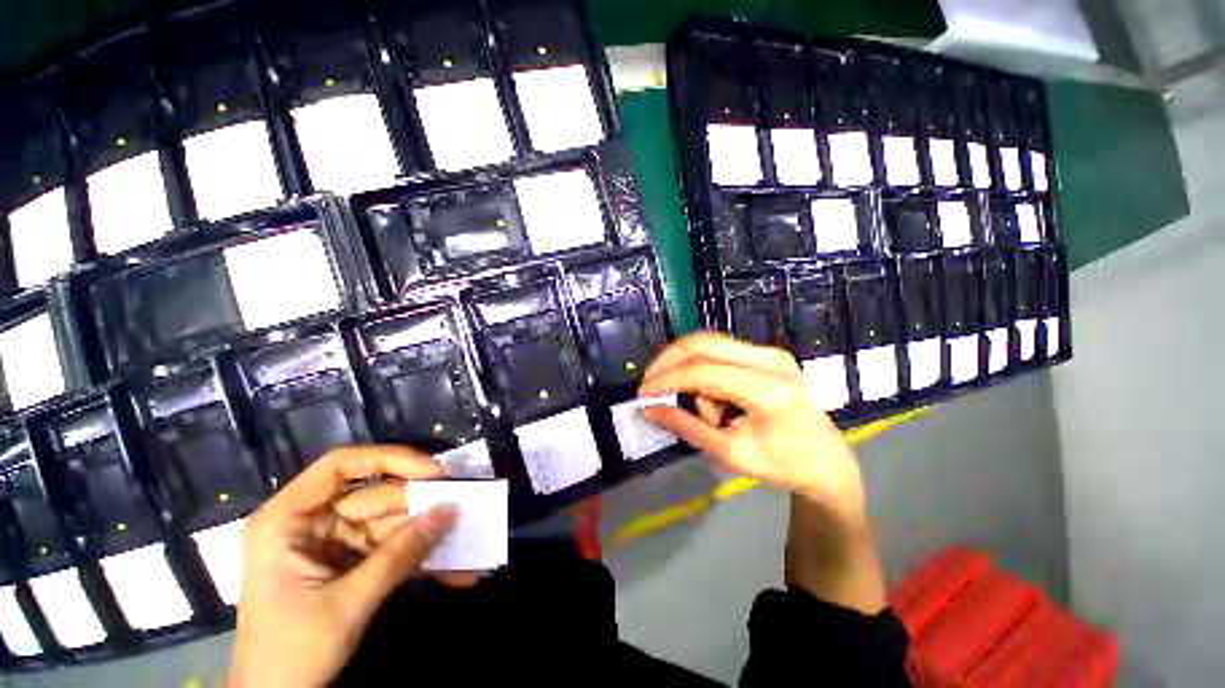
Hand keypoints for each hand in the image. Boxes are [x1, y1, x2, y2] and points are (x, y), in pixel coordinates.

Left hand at [230, 446, 458, 687]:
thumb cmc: (291, 653)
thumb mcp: (347, 604)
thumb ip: (399, 555)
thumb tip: (450, 510)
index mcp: (287, 520)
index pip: (340, 466)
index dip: (390, 460)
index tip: (434, 471)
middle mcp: (312, 522)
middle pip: (377, 496)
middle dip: (422, 505)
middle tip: (466, 507)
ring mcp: (334, 542)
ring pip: (392, 522)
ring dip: (428, 534)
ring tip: (467, 538)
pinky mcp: (352, 561)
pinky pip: (394, 547)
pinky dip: (421, 557)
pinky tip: (453, 570)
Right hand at [638, 333, 885, 612]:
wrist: (826, 459)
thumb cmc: (782, 464)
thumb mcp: (729, 453)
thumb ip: (686, 427)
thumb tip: (647, 410)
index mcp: (768, 390)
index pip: (703, 372)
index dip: (667, 379)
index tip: (643, 393)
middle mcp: (771, 360)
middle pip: (703, 343)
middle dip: (669, 360)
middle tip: (651, 382)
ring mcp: (771, 352)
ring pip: (709, 345)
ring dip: (691, 373)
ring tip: (707, 412)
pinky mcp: (767, 353)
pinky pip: (720, 351)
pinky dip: (704, 371)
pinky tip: (717, 401)